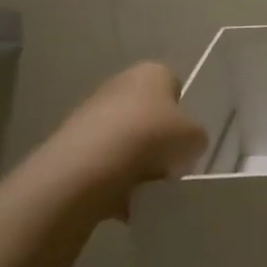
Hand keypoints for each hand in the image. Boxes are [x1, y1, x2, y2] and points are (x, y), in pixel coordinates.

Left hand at [43, 62, 207, 212]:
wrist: (89, 165)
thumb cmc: (151, 138)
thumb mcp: (195, 138)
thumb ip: (195, 137)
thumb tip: (185, 145)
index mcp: (152, 72)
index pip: (174, 88)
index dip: (182, 115)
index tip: (183, 139)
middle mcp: (120, 83)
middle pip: (148, 114)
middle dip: (156, 139)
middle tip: (166, 164)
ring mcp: (90, 111)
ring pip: (125, 138)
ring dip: (135, 160)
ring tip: (144, 184)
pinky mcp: (70, 140)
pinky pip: (103, 159)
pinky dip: (113, 176)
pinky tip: (120, 194)